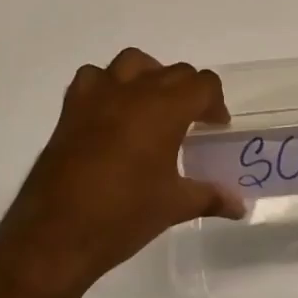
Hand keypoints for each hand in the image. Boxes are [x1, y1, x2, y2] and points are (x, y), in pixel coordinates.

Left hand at [0, 49, 242, 297]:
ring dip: (149, 76)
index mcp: (165, 109)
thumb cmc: (123, 217)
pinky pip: (93, 77)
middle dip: (188, 92)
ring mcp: (98, 96)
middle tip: (190, 124)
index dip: (214, 103)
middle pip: (173, 72)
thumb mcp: (174, 206)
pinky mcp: (71, 109)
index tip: (214, 127)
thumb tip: (241, 206)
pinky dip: (107, 85)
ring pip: (133, 63)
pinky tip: (111, 113)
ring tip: (152, 107)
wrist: (56, 234)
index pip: (203, 84)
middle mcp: (134, 91)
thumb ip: (210, 197)